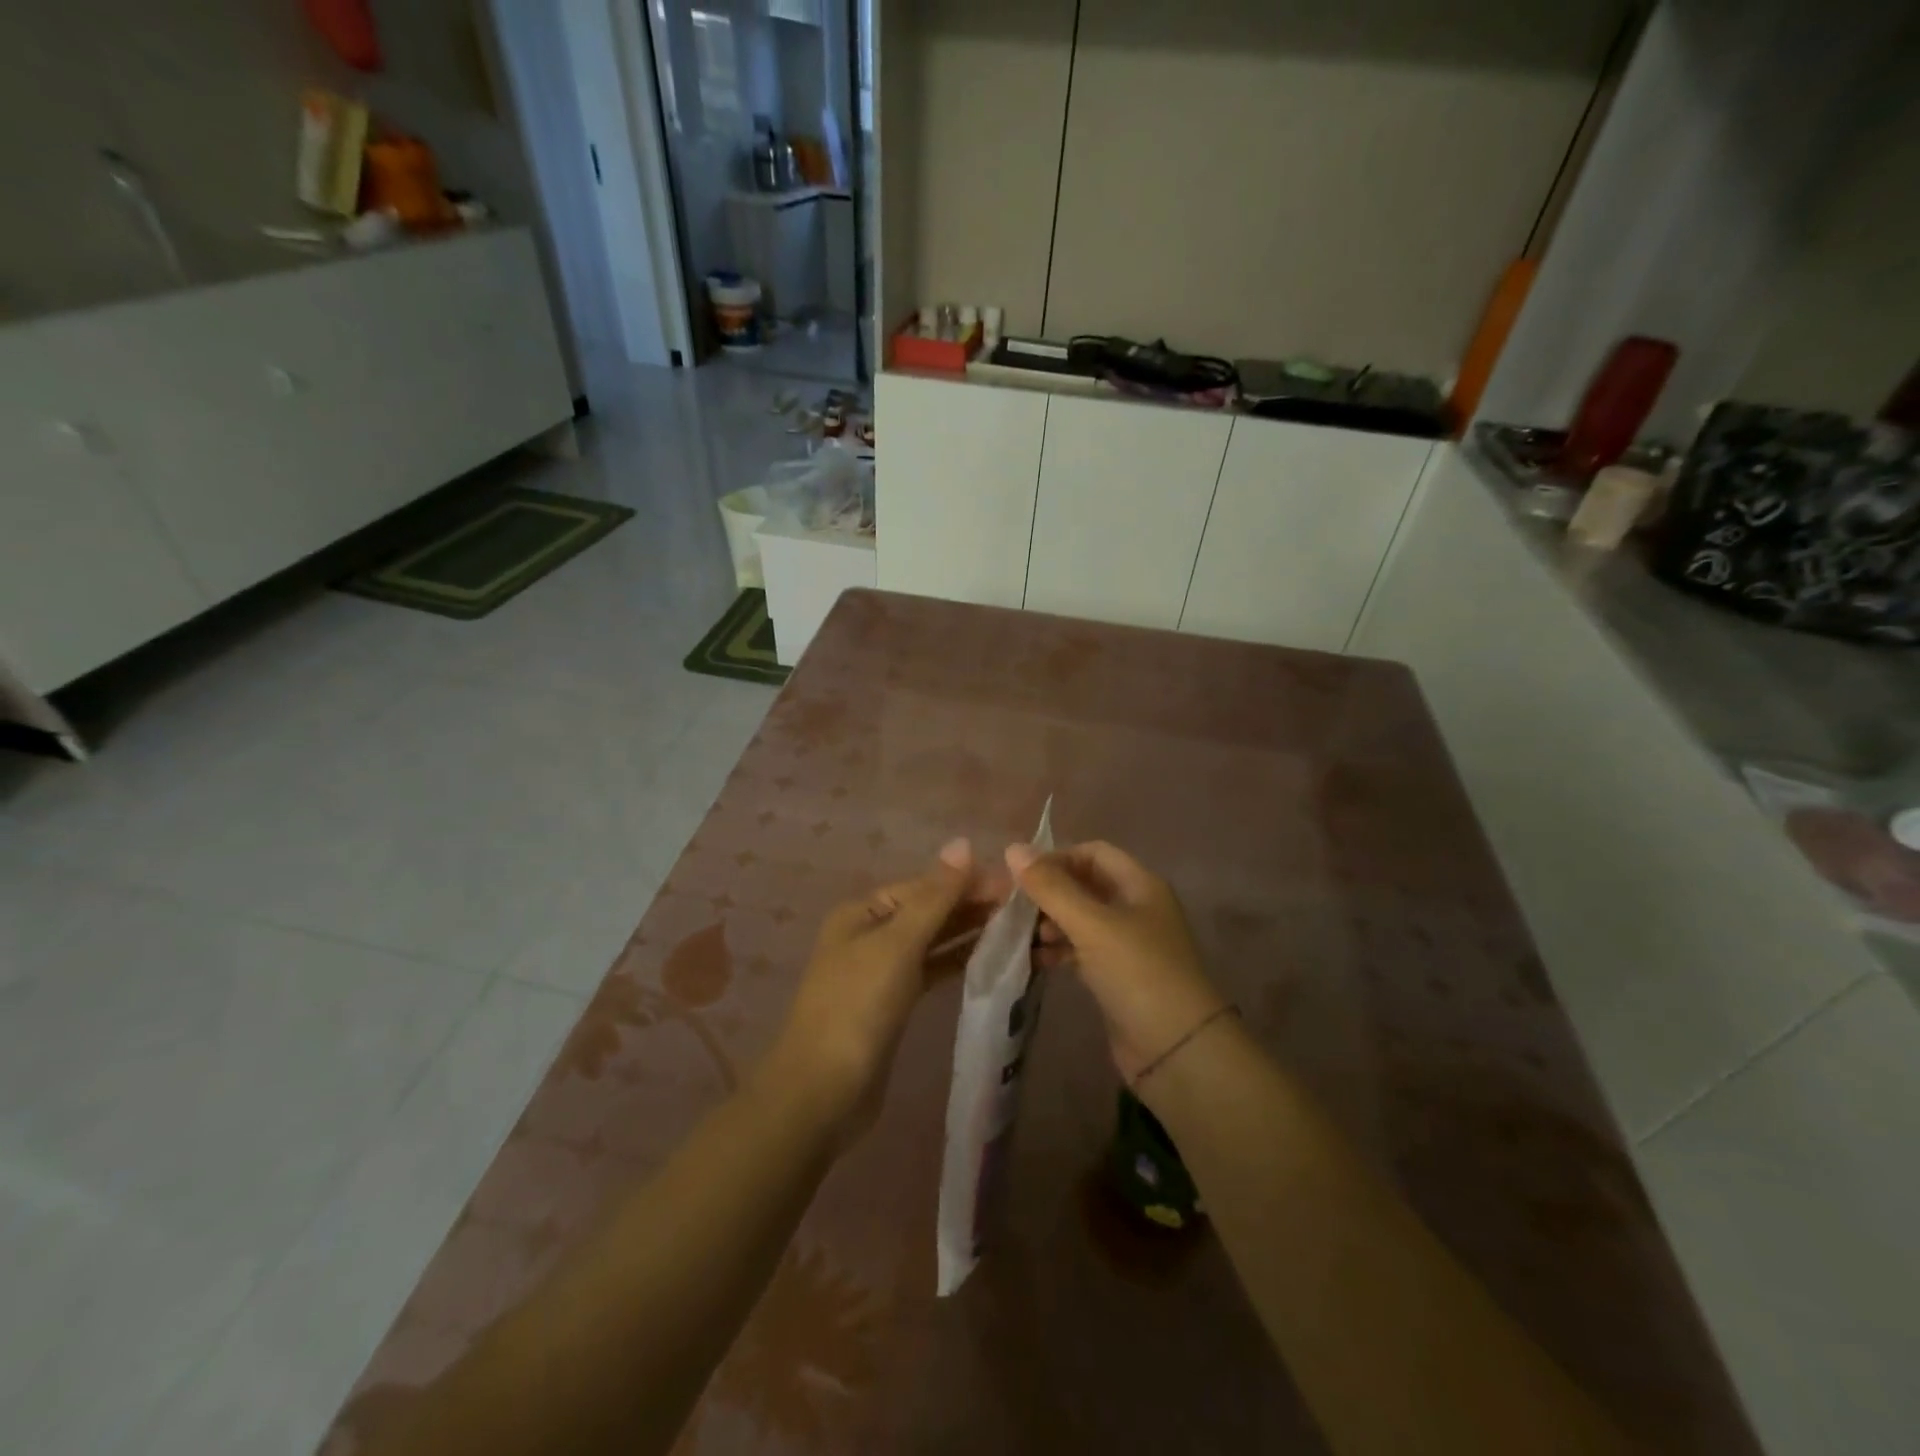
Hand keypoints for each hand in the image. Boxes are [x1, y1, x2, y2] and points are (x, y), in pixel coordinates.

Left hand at [759, 839, 1001, 1143]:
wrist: (823, 1092)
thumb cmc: (857, 1008)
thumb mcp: (898, 945)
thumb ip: (935, 896)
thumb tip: (963, 843)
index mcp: (863, 912)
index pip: (925, 886)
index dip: (968, 882)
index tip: (1016, 886)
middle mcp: (870, 934)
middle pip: (929, 910)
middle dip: (972, 906)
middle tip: (1026, 908)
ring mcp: (881, 970)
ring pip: (933, 941)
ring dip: (969, 932)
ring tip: (1017, 928)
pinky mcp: (893, 1003)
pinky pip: (931, 970)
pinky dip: (957, 961)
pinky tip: (989, 957)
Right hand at [1006, 840, 1228, 1083]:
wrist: (1177, 1051)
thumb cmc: (1138, 974)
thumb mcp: (1092, 925)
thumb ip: (1051, 887)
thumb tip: (1012, 848)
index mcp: (1140, 885)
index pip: (1093, 853)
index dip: (1058, 857)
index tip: (1021, 876)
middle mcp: (1135, 908)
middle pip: (1085, 885)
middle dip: (1049, 892)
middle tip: (1012, 907)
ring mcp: (1127, 944)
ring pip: (1080, 920)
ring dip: (1050, 923)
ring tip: (1020, 936)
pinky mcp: (1116, 976)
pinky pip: (1081, 951)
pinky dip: (1058, 951)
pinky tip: (1034, 960)